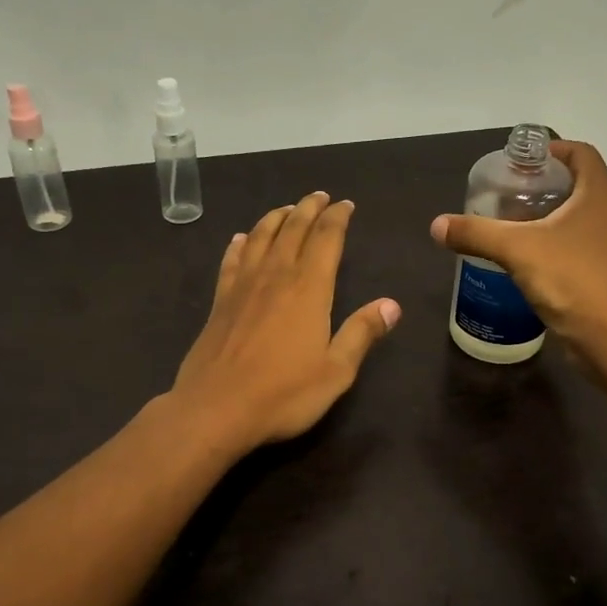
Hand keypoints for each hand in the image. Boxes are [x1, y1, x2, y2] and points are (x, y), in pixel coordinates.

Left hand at [171, 192, 401, 452]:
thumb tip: (391, 305)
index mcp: (309, 289)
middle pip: (293, 229)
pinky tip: (241, 239)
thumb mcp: (336, 371)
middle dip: (308, 209)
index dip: (337, 218)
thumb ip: (362, 333)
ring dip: (276, 218)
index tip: (346, 205)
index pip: (326, 239)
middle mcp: (275, 277)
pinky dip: (240, 245)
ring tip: (286, 209)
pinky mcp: (219, 302)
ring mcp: (243, 287)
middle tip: (319, 196)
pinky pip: (231, 262)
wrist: (215, 409)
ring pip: (261, 238)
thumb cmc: (283, 394)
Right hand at [429, 140, 606, 359]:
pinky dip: (557, 245)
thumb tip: (437, 225)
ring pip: (581, 218)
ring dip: (551, 217)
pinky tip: (529, 261)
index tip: (521, 161)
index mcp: (599, 194)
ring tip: (513, 226)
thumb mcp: (516, 250)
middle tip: (508, 194)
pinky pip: (581, 247)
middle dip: (545, 185)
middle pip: (580, 184)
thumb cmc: (571, 279)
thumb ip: (476, 233)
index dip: (552, 150)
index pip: (581, 153)